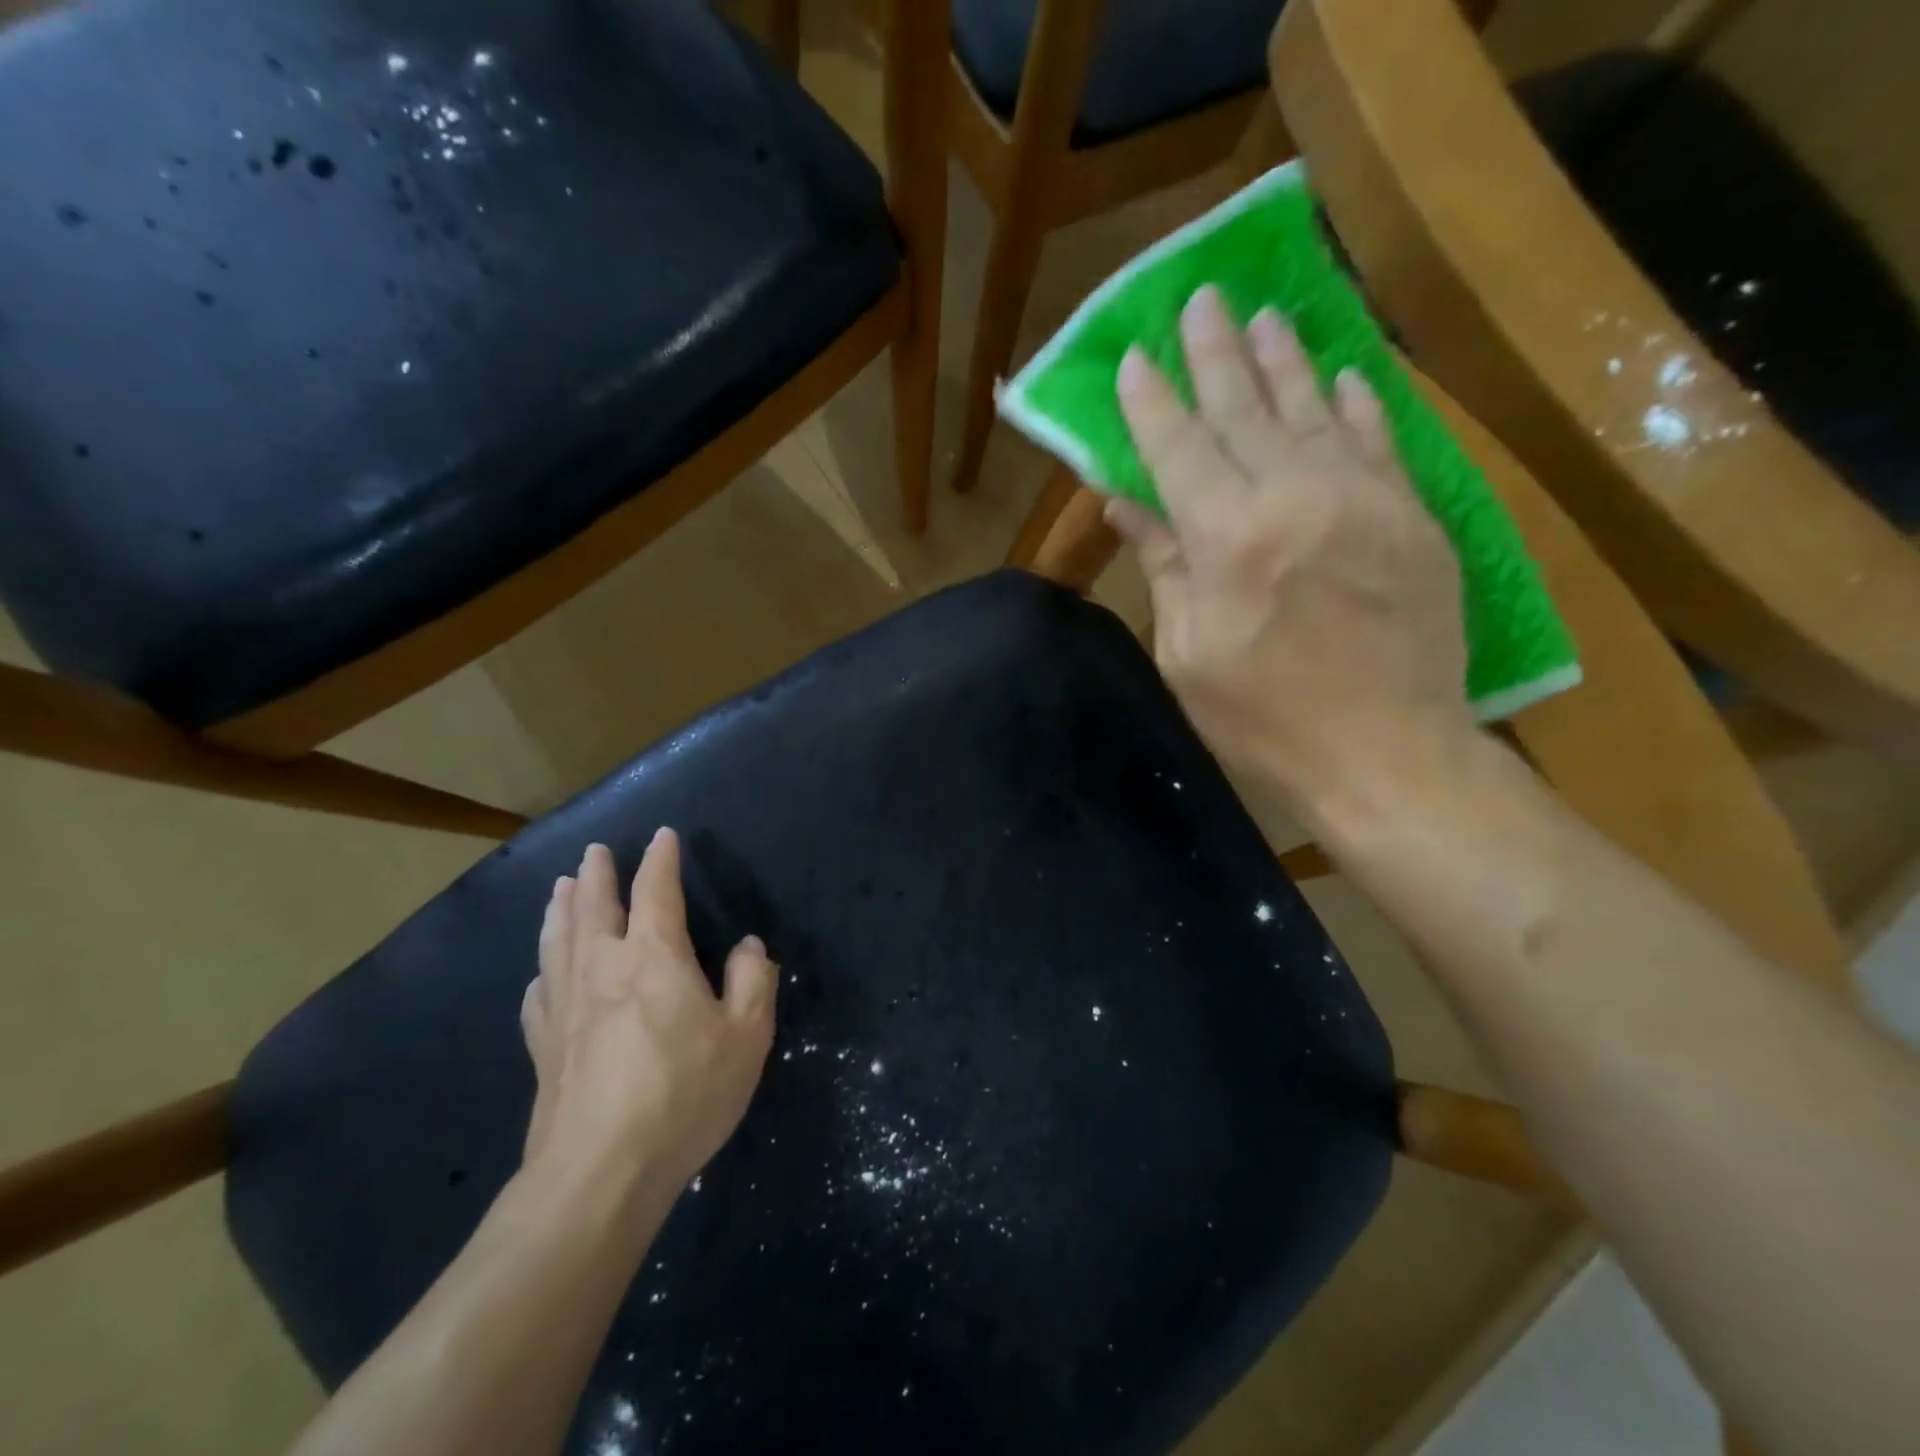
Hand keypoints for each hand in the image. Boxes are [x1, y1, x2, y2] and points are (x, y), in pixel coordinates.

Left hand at [520, 830, 776, 1200]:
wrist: (600, 1173)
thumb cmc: (683, 1095)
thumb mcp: (746, 1037)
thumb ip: (753, 982)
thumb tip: (748, 947)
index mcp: (653, 957)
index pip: (655, 891)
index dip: (660, 860)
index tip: (662, 836)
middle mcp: (602, 968)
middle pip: (594, 907)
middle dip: (598, 874)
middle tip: (595, 851)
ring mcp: (565, 1007)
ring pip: (558, 941)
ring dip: (561, 909)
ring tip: (561, 888)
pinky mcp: (544, 1048)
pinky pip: (539, 994)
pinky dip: (543, 972)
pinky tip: (542, 975)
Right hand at [1106, 286, 1476, 822]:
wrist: (1388, 751)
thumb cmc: (1264, 718)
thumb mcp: (1189, 654)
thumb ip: (1164, 567)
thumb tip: (1128, 505)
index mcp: (1226, 537)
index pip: (1177, 447)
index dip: (1151, 400)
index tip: (1134, 357)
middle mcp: (1292, 496)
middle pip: (1244, 408)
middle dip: (1215, 352)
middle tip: (1199, 299)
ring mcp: (1361, 498)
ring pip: (1313, 408)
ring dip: (1283, 359)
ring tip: (1263, 314)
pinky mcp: (1411, 515)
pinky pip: (1379, 439)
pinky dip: (1356, 402)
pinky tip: (1341, 374)